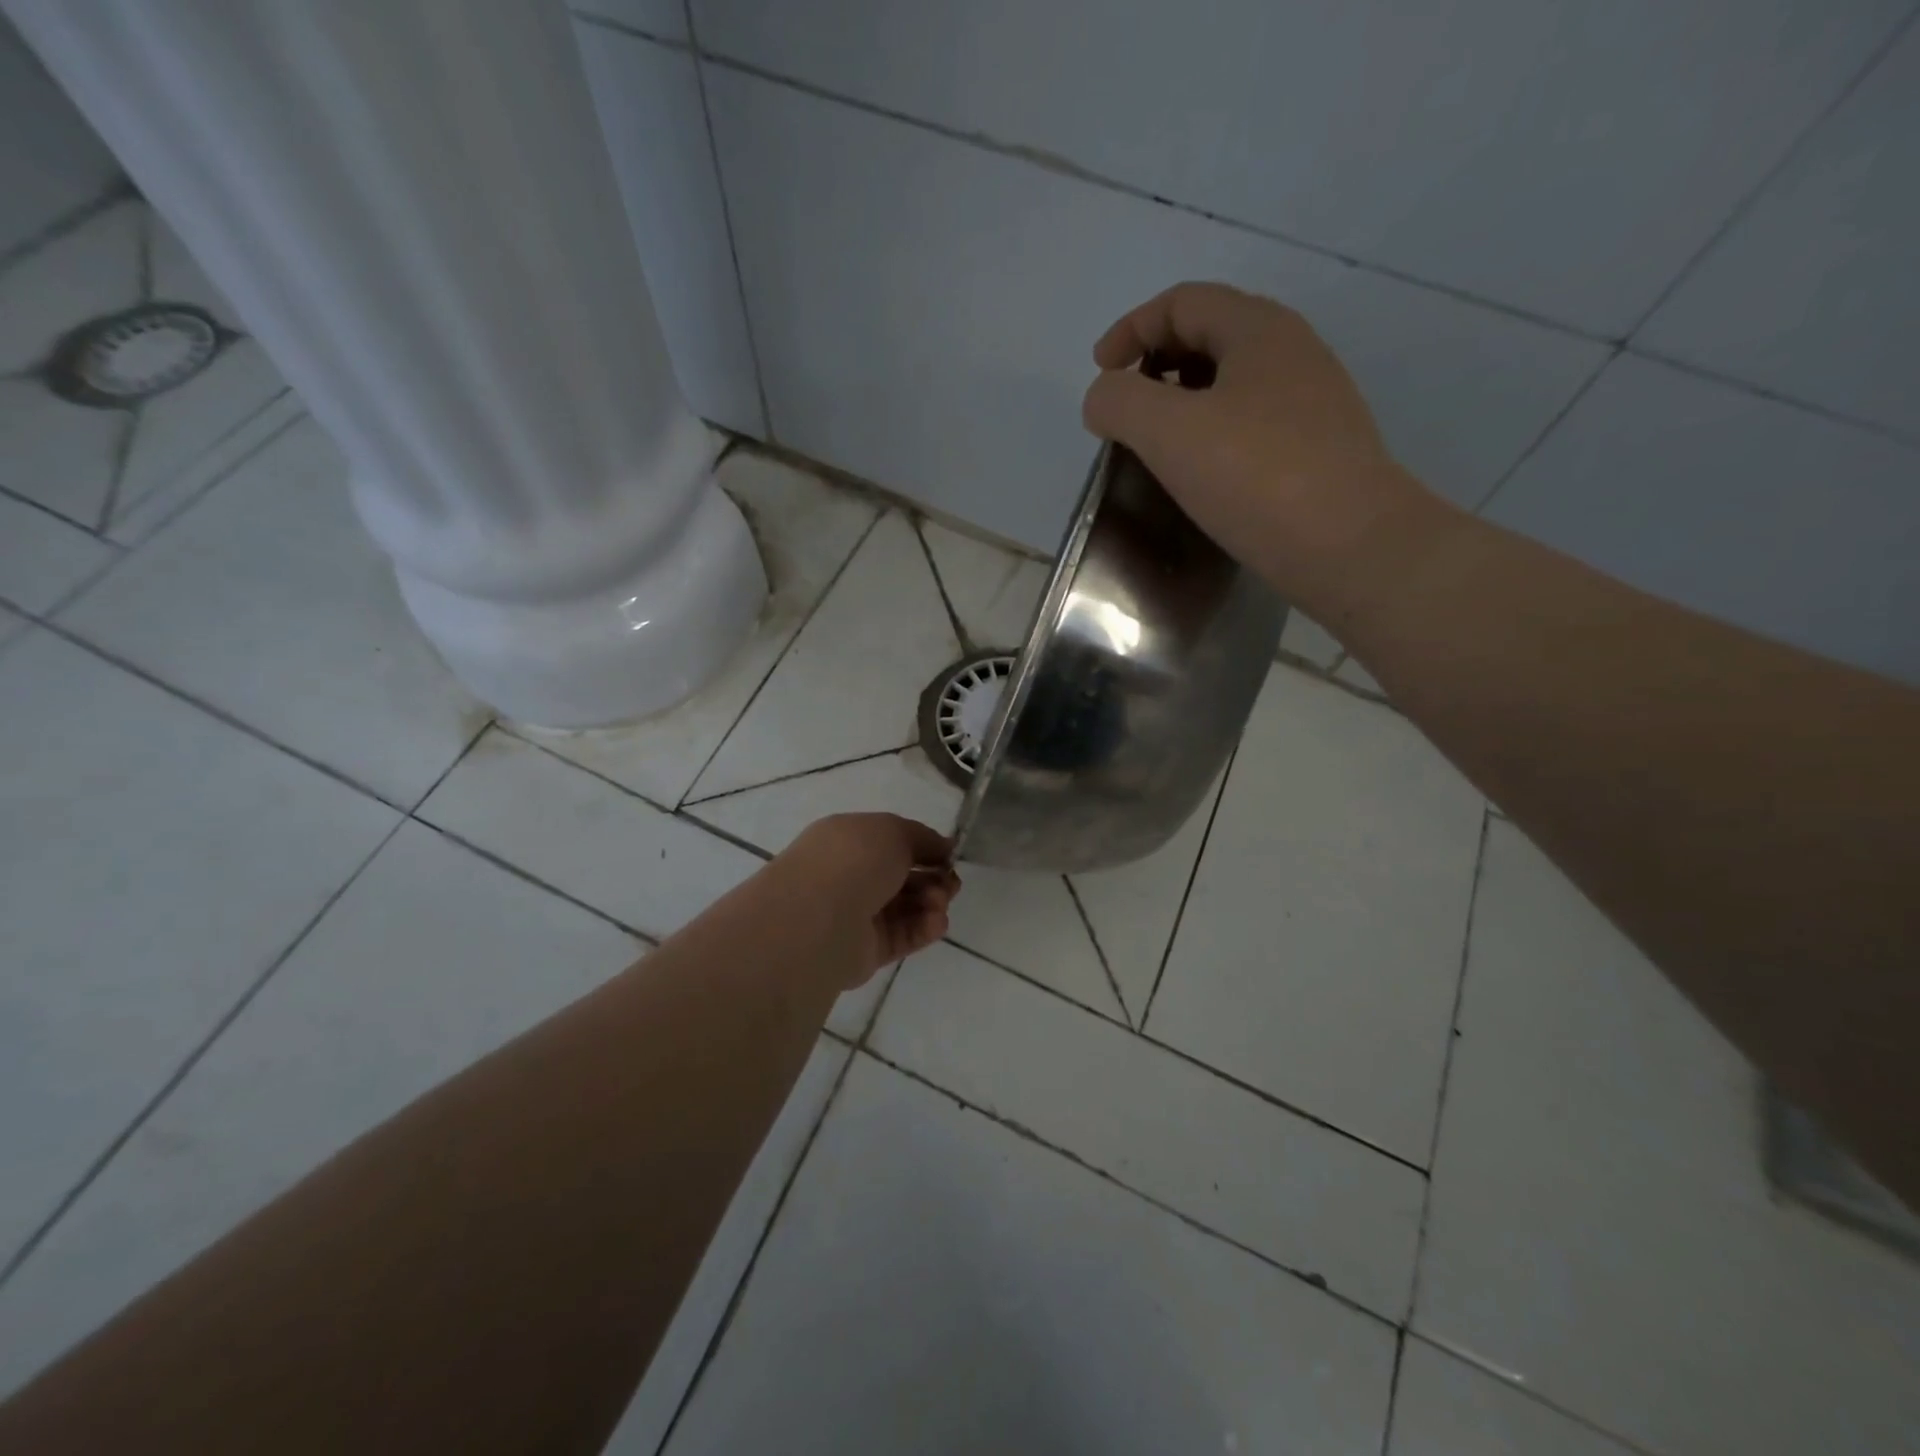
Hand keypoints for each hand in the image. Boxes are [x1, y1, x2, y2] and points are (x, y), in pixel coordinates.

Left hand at [773, 814, 961, 982]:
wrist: (819, 918)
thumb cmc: (854, 860)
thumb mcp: (894, 830)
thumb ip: (922, 838)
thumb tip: (943, 847)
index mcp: (847, 841)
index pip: (891, 842)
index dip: (924, 847)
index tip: (950, 854)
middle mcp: (849, 876)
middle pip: (902, 877)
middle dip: (933, 877)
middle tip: (951, 883)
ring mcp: (857, 915)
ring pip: (906, 907)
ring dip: (932, 902)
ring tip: (940, 903)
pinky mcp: (867, 951)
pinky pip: (903, 936)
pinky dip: (925, 928)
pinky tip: (937, 922)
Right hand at [1081, 282, 1444, 618]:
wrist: (1349, 546)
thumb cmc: (1255, 477)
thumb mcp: (1168, 431)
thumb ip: (1120, 402)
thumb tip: (1104, 398)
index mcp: (1258, 329)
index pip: (1182, 302)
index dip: (1131, 329)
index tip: (1099, 374)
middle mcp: (1292, 352)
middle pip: (1209, 334)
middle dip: (1156, 362)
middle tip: (1125, 409)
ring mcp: (1311, 402)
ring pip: (1232, 381)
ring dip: (1183, 400)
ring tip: (1156, 445)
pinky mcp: (1317, 449)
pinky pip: (1251, 422)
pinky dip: (1212, 433)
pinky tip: (1200, 474)